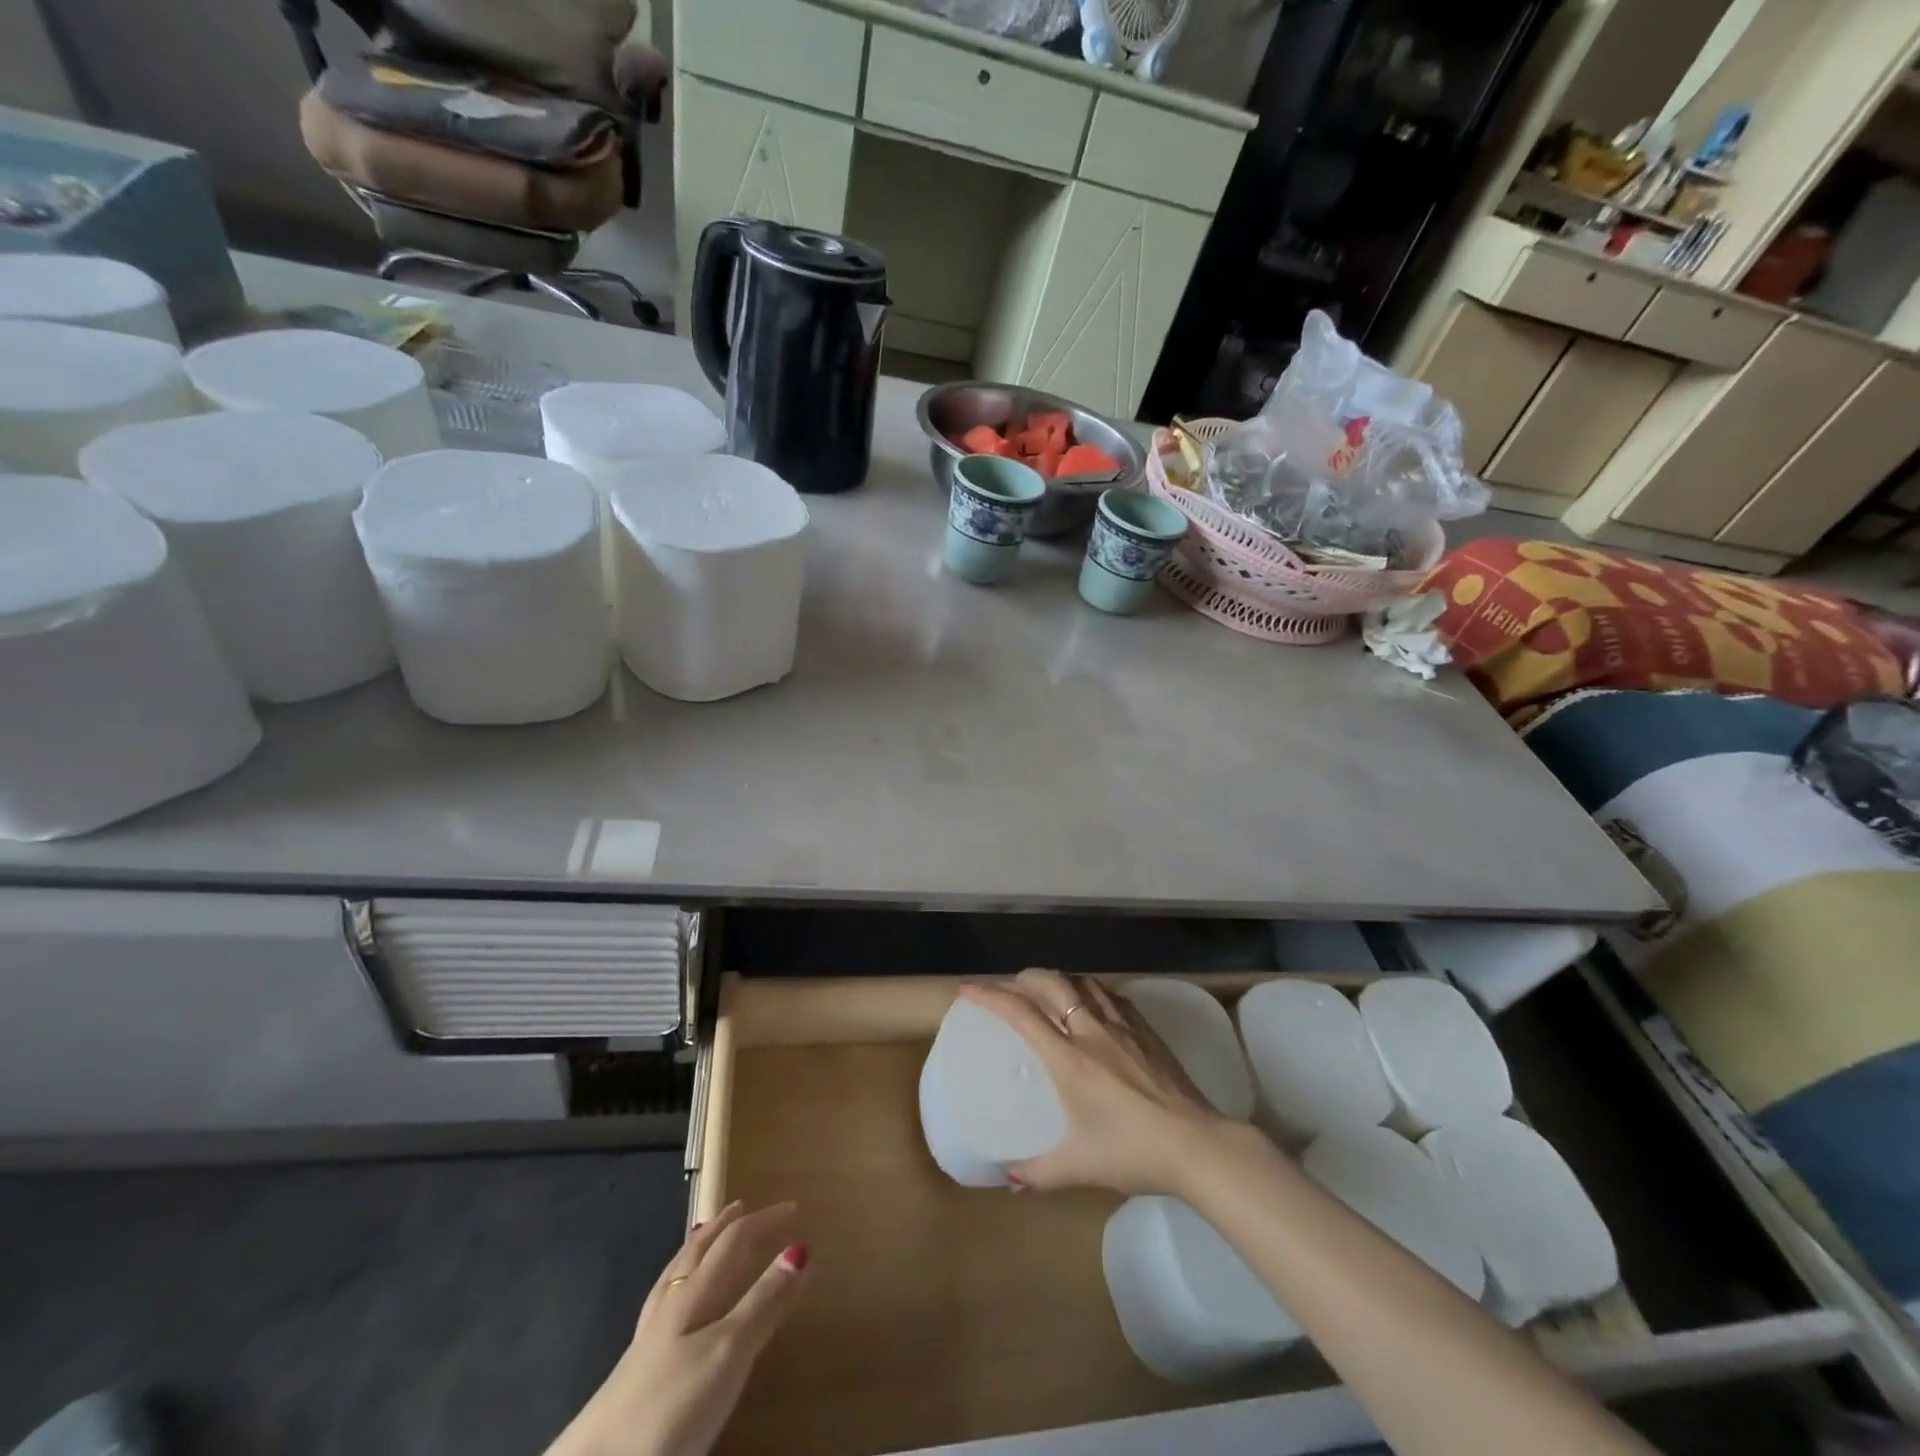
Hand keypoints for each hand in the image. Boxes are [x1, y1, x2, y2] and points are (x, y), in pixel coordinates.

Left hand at [547, 1201, 808, 1455]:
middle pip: (699, 1251)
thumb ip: (763, 1303)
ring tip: (706, 1234)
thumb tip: (800, 1247)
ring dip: (697, 1249)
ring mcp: (648, 1339)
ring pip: (676, 1276)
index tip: (794, 1207)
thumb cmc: (670, 1406)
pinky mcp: (635, 1372)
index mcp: (693, 1294)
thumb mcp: (728, 1353)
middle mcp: (670, 1306)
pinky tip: (674, 1301)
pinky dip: (678, 1285)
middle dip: (724, 1226)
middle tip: (744, 1206)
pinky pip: (662, 1305)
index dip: (764, 1221)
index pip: (733, 1241)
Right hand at [958, 969, 1238, 1197]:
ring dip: (1058, 979)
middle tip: (1010, 988)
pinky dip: (1090, 989)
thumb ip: (1039, 1172)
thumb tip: (1008, 1178)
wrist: (1197, 1145)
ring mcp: (1122, 1026)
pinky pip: (1110, 994)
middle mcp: (1091, 1031)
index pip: (1021, 1013)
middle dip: (1024, 978)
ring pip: (1083, 982)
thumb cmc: (1133, 1152)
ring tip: (1048, 990)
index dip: (990, 996)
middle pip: (1052, 983)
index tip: (968, 989)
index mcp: (1069, 1059)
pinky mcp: (1146, 1029)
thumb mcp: (1080, 1167)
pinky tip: (1092, 1002)